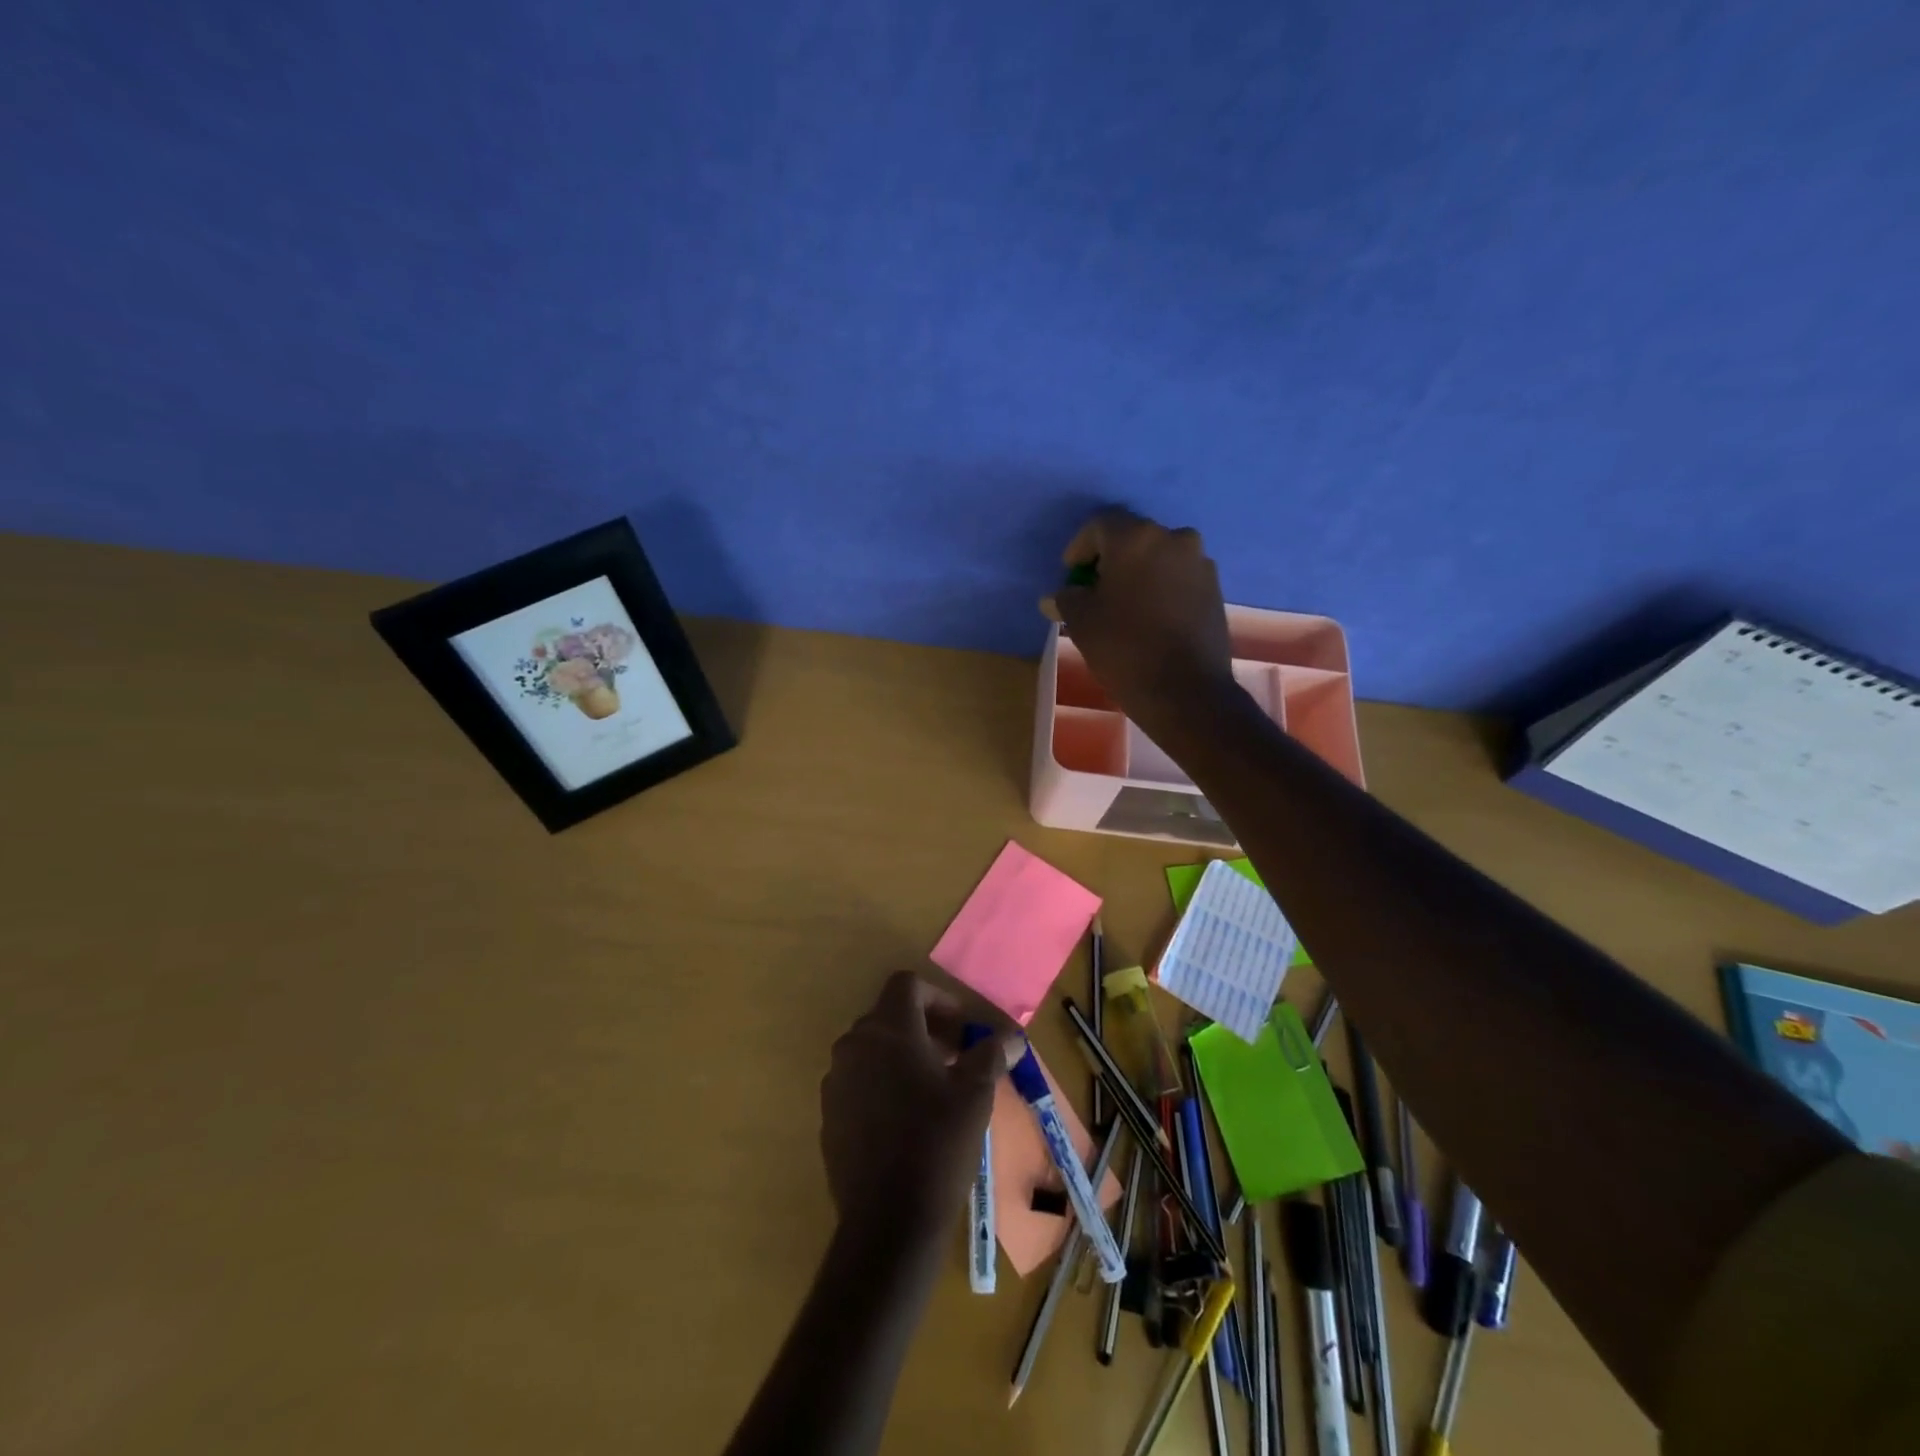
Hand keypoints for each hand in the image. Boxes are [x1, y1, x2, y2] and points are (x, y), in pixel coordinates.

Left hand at [820, 973, 1020, 1245]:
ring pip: (872, 1050)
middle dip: (924, 1028)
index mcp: (888, 1029)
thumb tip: (1013, 1035)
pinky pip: (858, 1082)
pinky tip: (906, 1121)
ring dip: (903, 1056)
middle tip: (955, 1058)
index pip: (907, 985)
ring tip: (934, 1090)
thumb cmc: (936, 1144)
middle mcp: (854, 1045)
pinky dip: (882, 1084)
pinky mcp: (829, 1115)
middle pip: (889, 1016)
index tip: (962, 1028)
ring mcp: (836, 1081)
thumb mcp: (975, 1094)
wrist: (887, 1221)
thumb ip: (991, 1054)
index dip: (939, 998)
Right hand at [1043, 508, 1237, 741]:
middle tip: (1094, 590)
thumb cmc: (1124, 648)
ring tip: (1123, 606)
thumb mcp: (1082, 622)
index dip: (1080, 548)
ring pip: (1158, 558)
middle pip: (1132, 539)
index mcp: (1136, 538)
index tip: (1071, 575)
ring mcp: (1199, 563)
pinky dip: (1161, 588)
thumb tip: (1056, 597)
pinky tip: (1150, 617)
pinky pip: (1178, 578)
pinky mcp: (1215, 589)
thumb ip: (1067, 599)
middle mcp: (1173, 538)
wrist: (1185, 691)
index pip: (1099, 525)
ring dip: (1138, 574)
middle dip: (1110, 560)